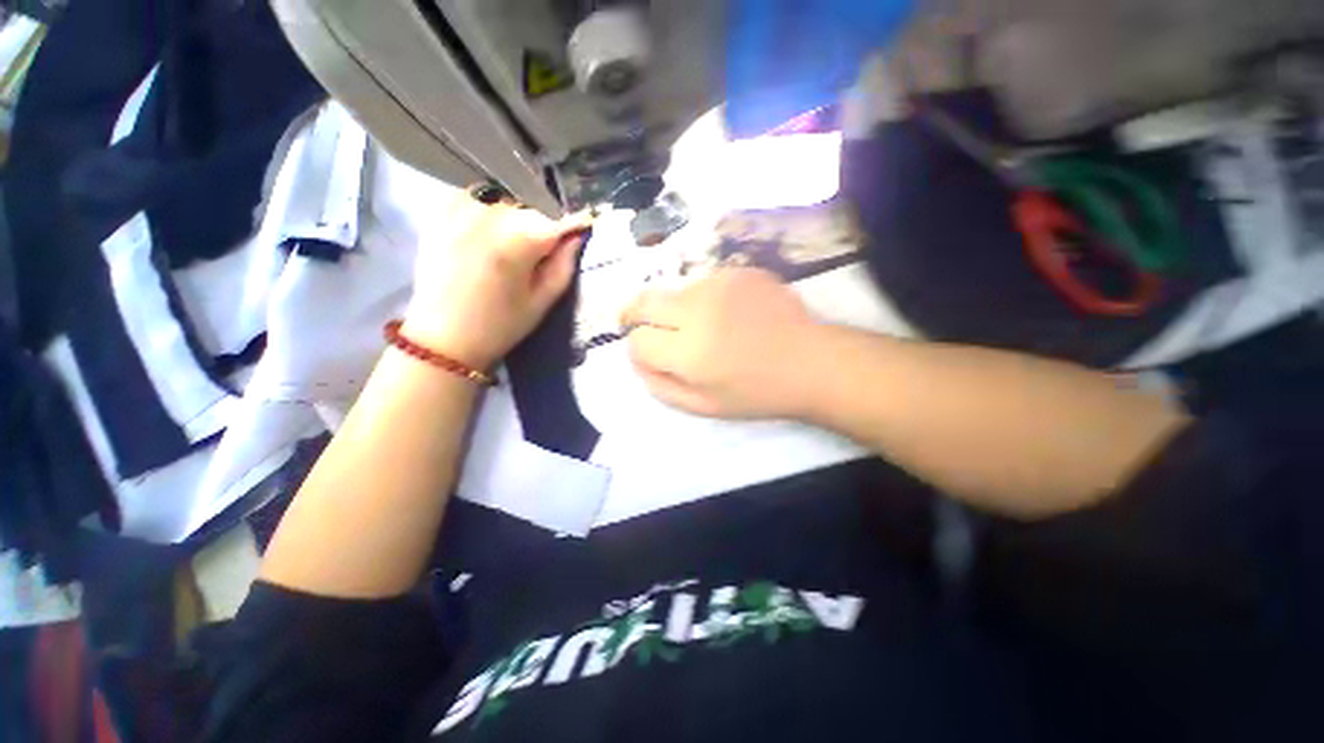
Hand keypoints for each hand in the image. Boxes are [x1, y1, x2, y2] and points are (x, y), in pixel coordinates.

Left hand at [404, 193, 591, 369]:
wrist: (443, 337)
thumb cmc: (500, 326)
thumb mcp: (541, 302)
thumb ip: (563, 266)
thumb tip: (576, 237)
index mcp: (518, 241)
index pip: (557, 222)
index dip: (573, 226)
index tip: (586, 228)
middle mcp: (490, 214)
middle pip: (531, 210)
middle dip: (543, 226)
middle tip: (544, 251)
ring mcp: (461, 208)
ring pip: (506, 202)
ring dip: (517, 218)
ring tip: (514, 247)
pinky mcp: (441, 211)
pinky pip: (478, 198)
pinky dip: (490, 211)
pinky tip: (487, 235)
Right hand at [621, 268, 818, 418]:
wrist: (812, 362)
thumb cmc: (757, 393)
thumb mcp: (704, 407)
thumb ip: (661, 387)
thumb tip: (636, 361)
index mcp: (691, 352)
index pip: (638, 341)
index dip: (639, 350)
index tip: (650, 355)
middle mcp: (699, 310)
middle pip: (644, 302)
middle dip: (635, 316)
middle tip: (643, 326)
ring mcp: (720, 284)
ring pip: (674, 293)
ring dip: (676, 310)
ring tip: (703, 327)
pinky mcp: (739, 271)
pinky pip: (703, 284)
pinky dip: (704, 300)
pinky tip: (728, 314)